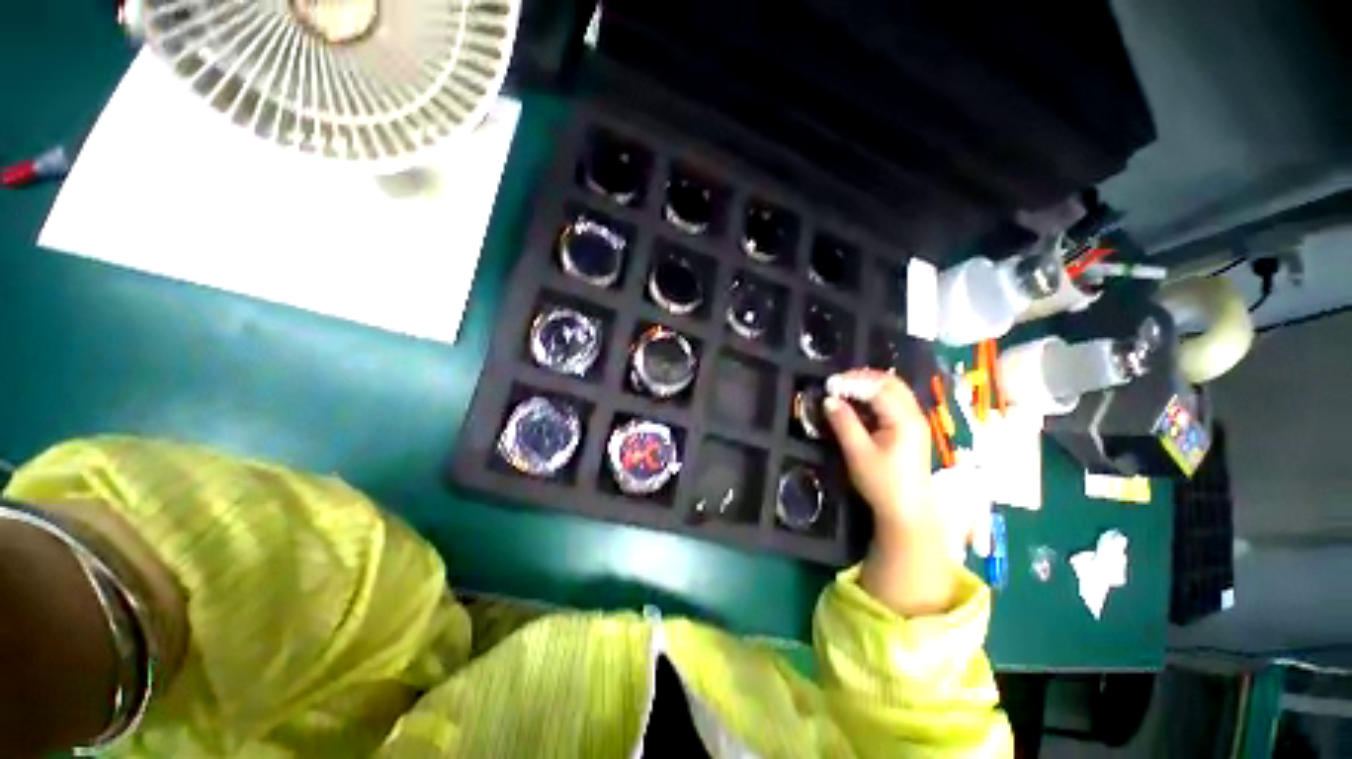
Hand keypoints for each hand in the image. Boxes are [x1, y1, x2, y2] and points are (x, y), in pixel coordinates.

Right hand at [824, 369, 959, 615]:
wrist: (907, 511)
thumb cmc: (883, 483)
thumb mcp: (858, 453)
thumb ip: (844, 423)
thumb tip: (828, 400)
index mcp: (904, 419)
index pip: (878, 388)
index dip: (853, 382)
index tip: (829, 384)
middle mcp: (914, 414)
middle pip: (890, 383)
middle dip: (861, 378)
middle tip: (836, 383)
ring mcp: (914, 420)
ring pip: (893, 390)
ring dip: (868, 385)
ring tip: (843, 389)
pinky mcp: (910, 428)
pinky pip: (893, 401)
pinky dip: (874, 395)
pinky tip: (857, 402)